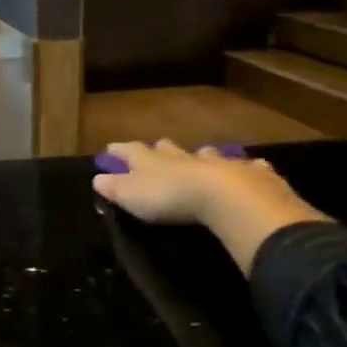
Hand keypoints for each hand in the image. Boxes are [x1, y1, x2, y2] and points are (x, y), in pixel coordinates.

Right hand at [93, 140, 328, 272]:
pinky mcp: (249, 174)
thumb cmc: (169, 197)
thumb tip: (96, 178)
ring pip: (206, 154)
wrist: (226, 197)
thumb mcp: (130, 195)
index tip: (110, 149)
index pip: (129, 151)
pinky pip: (247, 167)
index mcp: (151, 161)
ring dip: (201, 156)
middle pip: (167, 148)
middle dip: (160, 149)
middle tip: (158, 150)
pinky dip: (245, 168)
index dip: (119, 151)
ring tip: (202, 158)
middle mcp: (181, 157)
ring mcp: (216, 162)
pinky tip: (251, 170)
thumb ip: (112, 187)